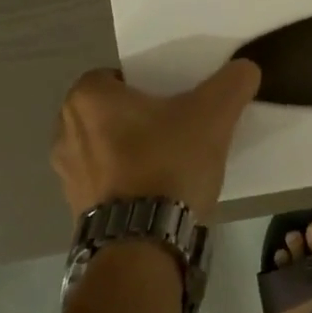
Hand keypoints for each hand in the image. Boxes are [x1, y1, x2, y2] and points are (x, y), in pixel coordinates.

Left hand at [50, 60, 260, 221]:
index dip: (147, 82)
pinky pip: (106, 181)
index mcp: (87, 98)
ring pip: (107, 147)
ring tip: (169, 160)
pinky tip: (157, 190)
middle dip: (139, 116)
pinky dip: (127, 181)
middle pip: (111, 111)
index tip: (174, 96)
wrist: (144, 244)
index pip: (117, 75)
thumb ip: (232, 83)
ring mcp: (66, 173)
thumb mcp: (213, 115)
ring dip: (131, 150)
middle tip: (177, 124)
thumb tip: (246, 68)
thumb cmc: (168, 164)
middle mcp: (65, 131)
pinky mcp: (76, 208)